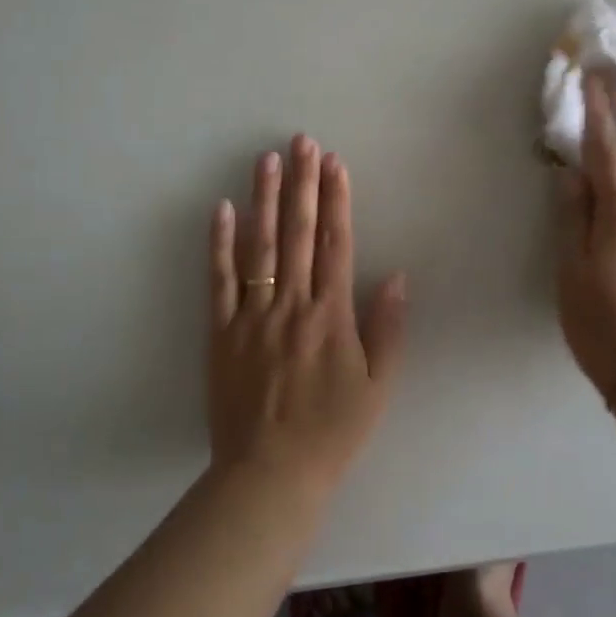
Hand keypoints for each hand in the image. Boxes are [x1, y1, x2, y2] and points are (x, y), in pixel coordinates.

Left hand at [207, 135, 408, 498]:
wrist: (269, 474)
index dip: (336, 200)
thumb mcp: (376, 387)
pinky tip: (223, 209)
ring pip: (259, 247)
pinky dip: (220, 244)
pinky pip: (219, 281)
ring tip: (267, 159)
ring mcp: (252, 316)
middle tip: (302, 141)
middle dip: (302, 184)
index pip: (335, 244)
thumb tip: (396, 276)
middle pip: (297, 234)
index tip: (335, 163)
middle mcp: (292, 305)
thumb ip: (387, 329)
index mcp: (331, 316)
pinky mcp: (221, 332)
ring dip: (264, 199)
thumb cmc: (331, 432)